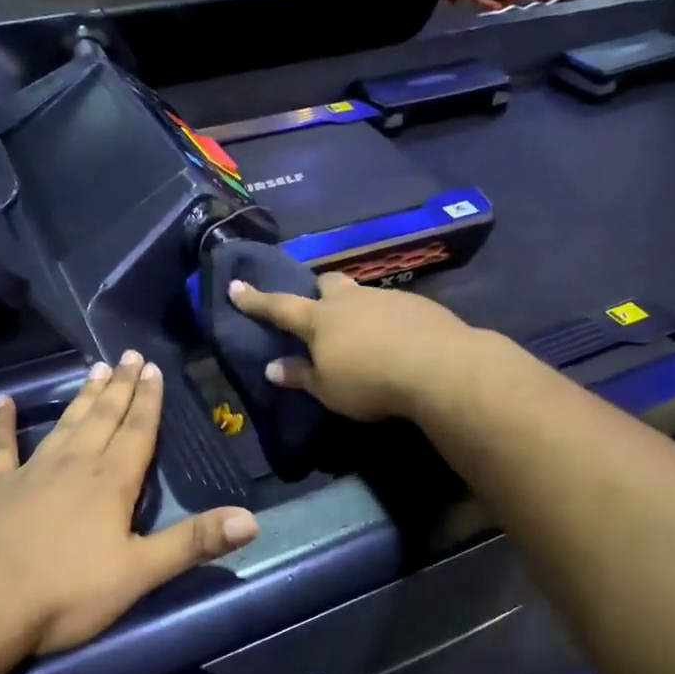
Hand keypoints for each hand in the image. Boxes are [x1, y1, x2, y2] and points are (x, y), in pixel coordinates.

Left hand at [0, 353, 258, 657]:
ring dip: (81, 398)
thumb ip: (193, 543)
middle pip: (102, 418)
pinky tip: (2, 402)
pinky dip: (2, 424)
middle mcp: (73, 465)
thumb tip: (252, 520)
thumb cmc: (65, 593)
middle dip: (120, 388)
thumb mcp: (139, 573)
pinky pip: (0, 448)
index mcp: (110, 483)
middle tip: (129, 356)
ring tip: (95, 370)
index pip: (138, 432)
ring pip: (63, 425)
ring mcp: (28, 473)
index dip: (149, 401)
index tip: (153, 368)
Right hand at [228, 274, 477, 421]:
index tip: (236, 286)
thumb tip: (273, 368)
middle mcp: (350, 301)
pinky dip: (387, 320)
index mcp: (320, 320)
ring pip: (362, 294)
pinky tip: (398, 341)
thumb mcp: (328, 390)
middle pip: (328, 284)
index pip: (279, 307)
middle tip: (320, 309)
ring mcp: (386, 298)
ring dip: (356, 308)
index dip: (255, 300)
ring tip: (365, 334)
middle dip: (319, 291)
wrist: (439, 366)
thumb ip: (301, 376)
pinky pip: (393, 307)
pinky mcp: (418, 305)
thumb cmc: (371, 382)